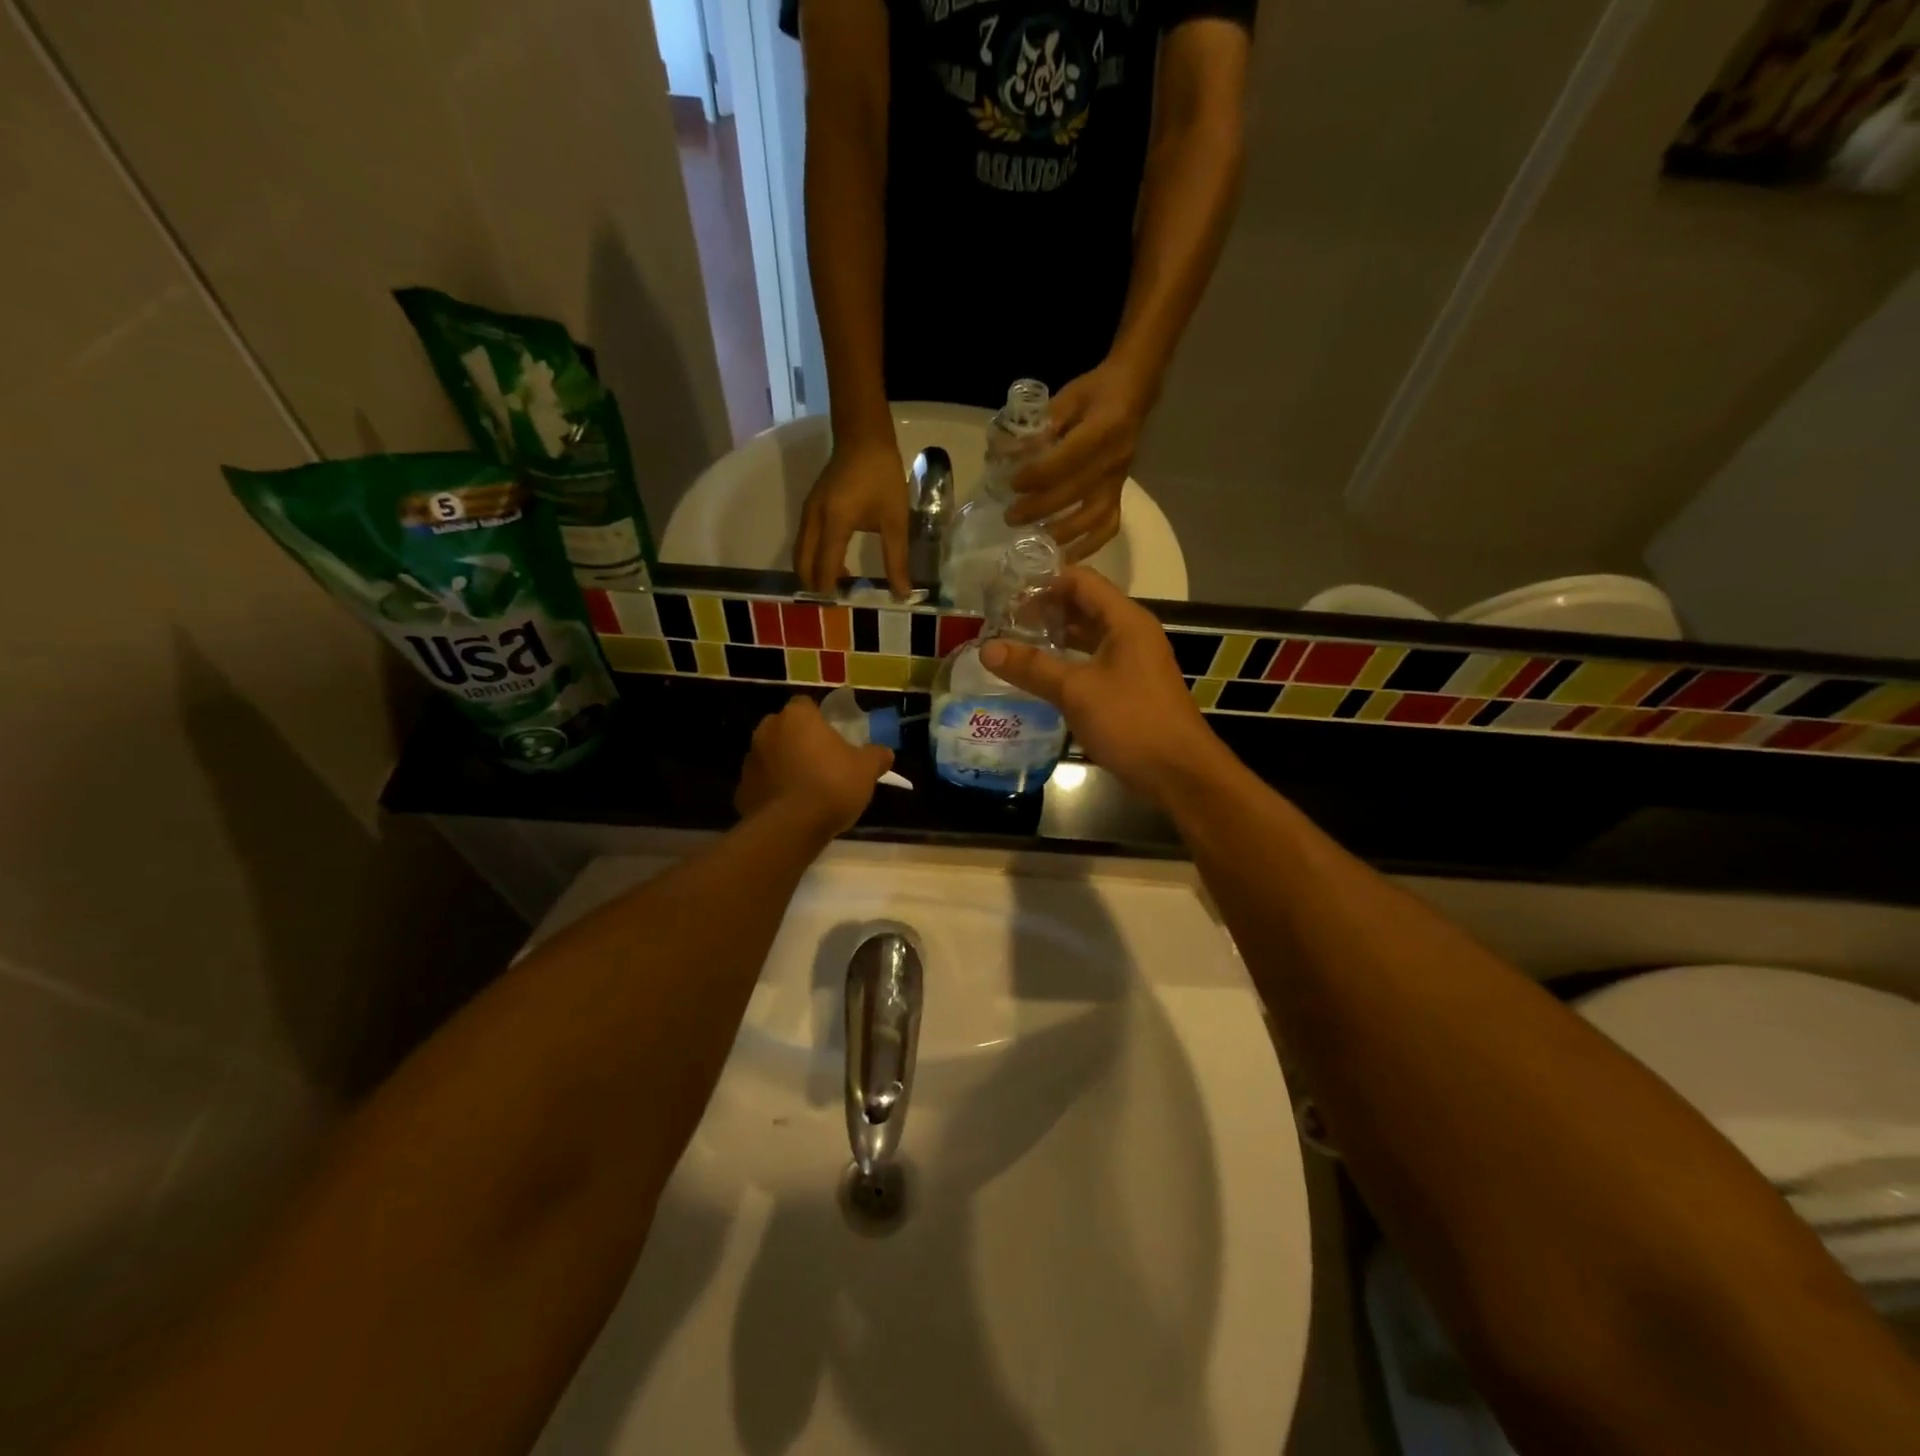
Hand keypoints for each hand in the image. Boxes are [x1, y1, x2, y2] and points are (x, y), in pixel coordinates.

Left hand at [735, 696, 893, 836]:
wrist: (790, 828)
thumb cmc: (831, 785)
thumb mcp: (866, 770)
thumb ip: (876, 756)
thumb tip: (884, 752)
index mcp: (797, 717)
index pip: (806, 705)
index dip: (820, 720)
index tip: (833, 738)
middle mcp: (767, 731)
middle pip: (785, 729)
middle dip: (800, 742)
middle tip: (822, 762)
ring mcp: (750, 761)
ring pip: (772, 756)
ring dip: (785, 766)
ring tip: (807, 789)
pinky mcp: (741, 790)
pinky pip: (762, 784)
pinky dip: (774, 791)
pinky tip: (791, 808)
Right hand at [794, 437, 908, 596]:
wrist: (863, 437)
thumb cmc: (882, 476)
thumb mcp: (895, 520)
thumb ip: (896, 559)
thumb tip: (902, 593)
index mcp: (833, 524)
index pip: (825, 568)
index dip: (831, 590)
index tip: (843, 607)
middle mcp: (813, 520)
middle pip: (803, 564)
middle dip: (816, 585)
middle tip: (837, 601)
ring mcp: (807, 512)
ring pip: (801, 553)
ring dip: (813, 572)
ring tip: (837, 586)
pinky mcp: (810, 507)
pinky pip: (804, 541)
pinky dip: (813, 558)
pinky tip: (834, 562)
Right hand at [977, 566, 1226, 805]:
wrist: (1178, 773)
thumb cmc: (1131, 721)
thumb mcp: (1076, 691)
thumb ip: (1032, 667)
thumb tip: (986, 648)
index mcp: (1125, 621)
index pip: (1081, 580)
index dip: (1044, 582)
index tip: (1006, 595)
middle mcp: (1131, 633)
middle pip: (1084, 606)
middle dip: (1044, 610)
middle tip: (1003, 621)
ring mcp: (1132, 662)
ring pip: (1088, 636)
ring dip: (1054, 637)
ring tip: (1014, 645)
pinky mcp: (1129, 688)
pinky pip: (1092, 662)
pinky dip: (1066, 662)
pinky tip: (1039, 676)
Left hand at [1005, 361, 1155, 561]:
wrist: (1134, 391)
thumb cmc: (1096, 391)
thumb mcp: (1068, 397)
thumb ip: (1042, 426)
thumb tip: (1009, 453)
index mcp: (1103, 429)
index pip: (1066, 460)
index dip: (1037, 475)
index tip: (1012, 484)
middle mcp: (1114, 460)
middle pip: (1075, 493)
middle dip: (1039, 509)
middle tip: (1011, 518)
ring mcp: (1118, 480)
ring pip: (1092, 516)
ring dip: (1061, 532)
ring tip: (1033, 540)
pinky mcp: (1119, 493)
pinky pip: (1108, 525)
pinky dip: (1089, 545)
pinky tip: (1067, 557)